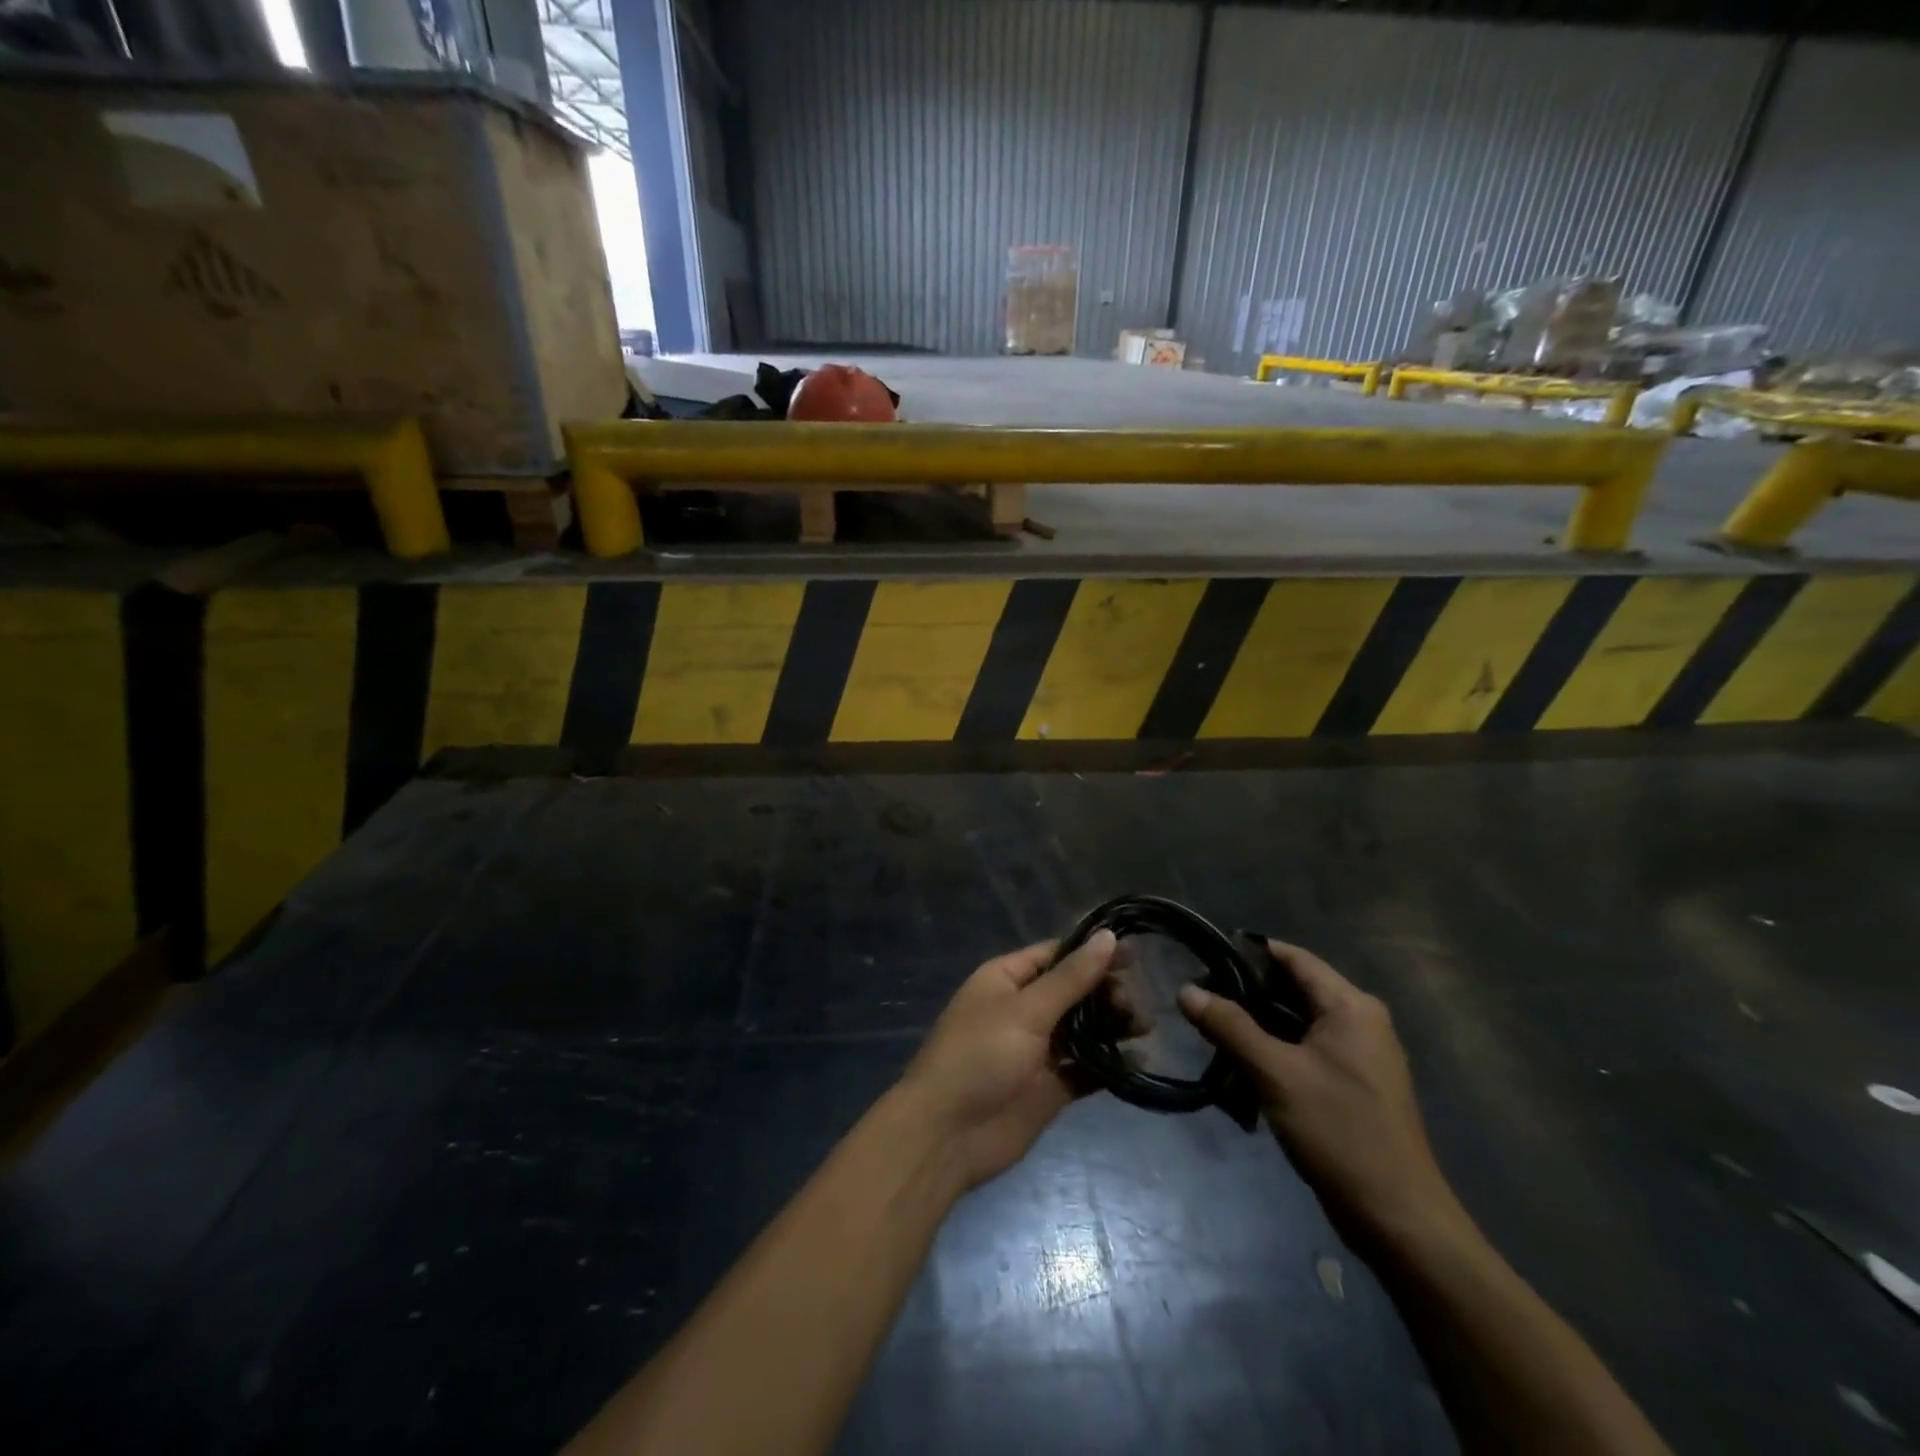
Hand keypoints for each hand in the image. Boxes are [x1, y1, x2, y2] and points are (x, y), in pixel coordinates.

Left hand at [897, 931, 1118, 1192]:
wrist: (946, 1134)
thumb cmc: (980, 1056)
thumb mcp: (1026, 1009)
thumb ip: (1071, 977)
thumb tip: (1107, 937)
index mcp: (1007, 979)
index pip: (1057, 954)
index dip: (1093, 953)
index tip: (1135, 957)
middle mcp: (1024, 1008)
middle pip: (1075, 990)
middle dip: (1107, 991)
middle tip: (1136, 1004)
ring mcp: (1037, 1049)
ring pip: (1084, 1028)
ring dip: (1113, 1024)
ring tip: (1143, 1026)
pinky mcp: (1050, 1087)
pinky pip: (1086, 1068)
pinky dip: (1111, 1064)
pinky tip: (1140, 1060)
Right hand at [1178, 940, 1460, 1245]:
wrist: (1397, 1219)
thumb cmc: (1340, 1132)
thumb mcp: (1276, 1074)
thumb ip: (1229, 1027)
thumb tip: (1186, 989)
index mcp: (1351, 1007)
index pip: (1293, 958)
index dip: (1249, 952)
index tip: (1205, 954)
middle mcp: (1359, 1021)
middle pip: (1294, 988)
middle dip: (1247, 990)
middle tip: (1199, 993)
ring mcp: (1357, 1055)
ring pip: (1296, 1021)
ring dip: (1256, 1023)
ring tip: (1209, 1024)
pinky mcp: (1350, 1084)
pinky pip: (1304, 1049)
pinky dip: (1273, 1049)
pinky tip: (1238, 1061)